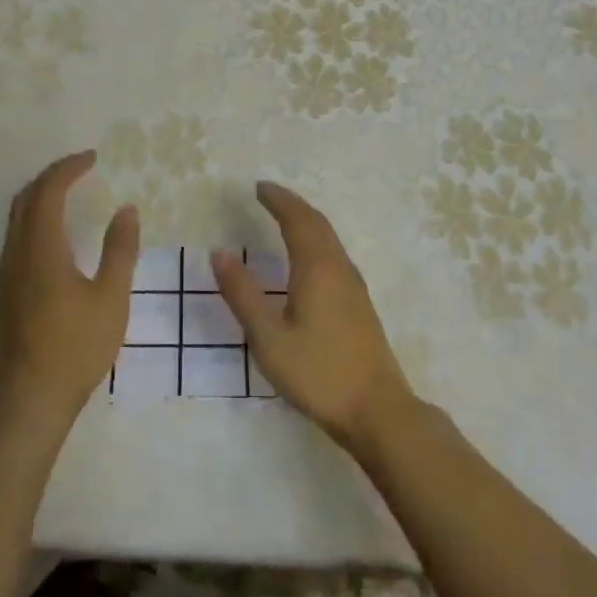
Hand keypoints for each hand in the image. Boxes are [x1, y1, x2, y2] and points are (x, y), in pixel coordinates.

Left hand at [0, 151, 138, 433]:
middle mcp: (16, 253)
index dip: (69, 168)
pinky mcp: (4, 293)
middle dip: (51, 177)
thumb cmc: (75, 347)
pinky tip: (54, 236)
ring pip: (16, 219)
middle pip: (25, 199)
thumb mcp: (110, 297)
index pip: (48, 191)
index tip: (93, 157)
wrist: (28, 399)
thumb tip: (126, 210)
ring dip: (39, 198)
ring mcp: (6, 274)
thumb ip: (120, 250)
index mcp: (41, 248)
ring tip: (68, 194)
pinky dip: (34, 220)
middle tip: (80, 169)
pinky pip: (15, 238)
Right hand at [212, 182, 416, 452]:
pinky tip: (309, 258)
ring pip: (330, 239)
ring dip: (307, 221)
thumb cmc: (318, 373)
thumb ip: (243, 294)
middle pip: (317, 224)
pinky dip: (316, 240)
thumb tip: (220, 254)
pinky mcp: (359, 305)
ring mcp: (354, 287)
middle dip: (293, 205)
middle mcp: (339, 269)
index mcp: (317, 269)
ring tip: (285, 217)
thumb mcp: (269, 337)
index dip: (279, 200)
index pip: (298, 220)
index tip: (259, 187)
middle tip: (269, 194)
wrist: (377, 410)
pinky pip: (335, 255)